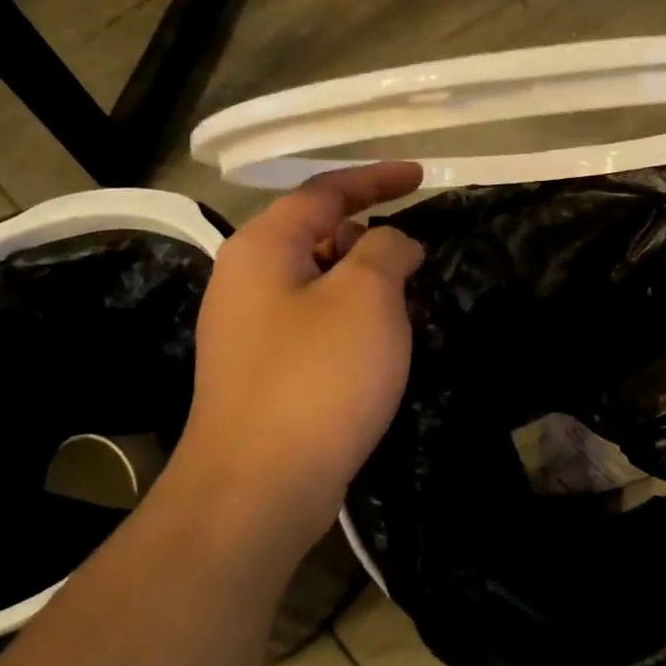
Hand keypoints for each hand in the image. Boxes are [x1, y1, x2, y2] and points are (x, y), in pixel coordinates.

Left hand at [170, 162, 424, 552]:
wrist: (258, 488)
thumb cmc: (317, 378)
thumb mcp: (367, 296)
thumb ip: (386, 249)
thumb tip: (392, 243)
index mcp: (262, 248)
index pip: (323, 191)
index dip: (376, 179)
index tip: (421, 177)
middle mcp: (244, 280)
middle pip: (315, 235)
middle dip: (369, 235)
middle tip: (417, 255)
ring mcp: (247, 331)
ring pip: (317, 283)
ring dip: (362, 282)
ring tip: (406, 299)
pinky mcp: (261, 373)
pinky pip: (313, 324)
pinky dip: (349, 320)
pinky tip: (377, 346)